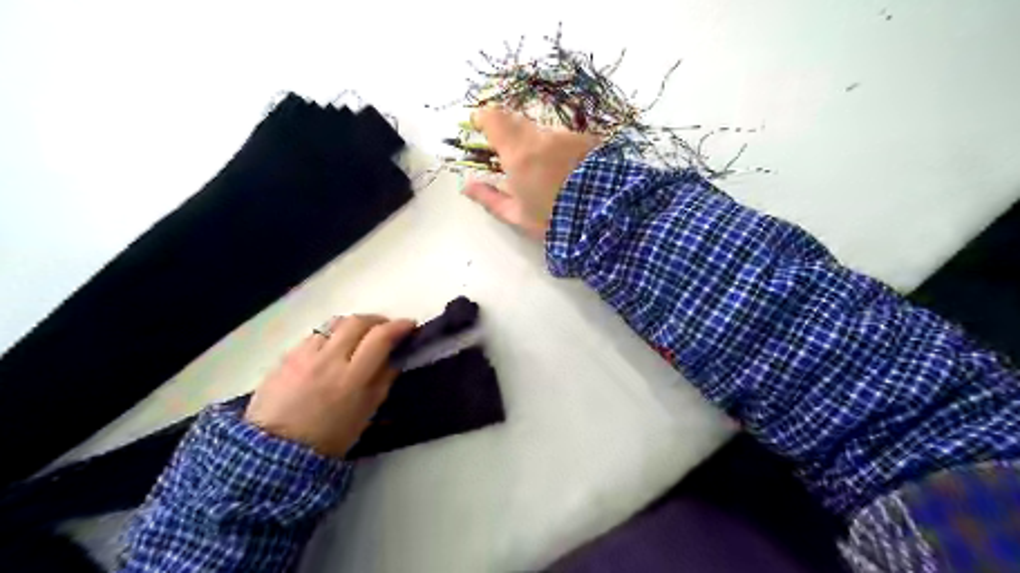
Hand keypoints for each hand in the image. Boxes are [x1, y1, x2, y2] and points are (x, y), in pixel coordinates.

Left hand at [244, 313, 414, 455]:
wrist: (274, 451)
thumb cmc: (329, 437)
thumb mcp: (365, 413)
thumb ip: (382, 381)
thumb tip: (395, 358)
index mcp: (352, 378)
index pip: (380, 337)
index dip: (399, 326)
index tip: (409, 325)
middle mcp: (328, 359)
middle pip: (357, 322)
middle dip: (377, 320)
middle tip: (385, 328)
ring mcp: (304, 355)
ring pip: (334, 324)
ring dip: (352, 326)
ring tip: (357, 337)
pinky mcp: (286, 356)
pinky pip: (313, 336)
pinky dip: (330, 336)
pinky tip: (330, 349)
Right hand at [460, 105, 599, 239]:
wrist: (603, 217)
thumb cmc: (553, 219)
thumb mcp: (517, 216)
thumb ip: (489, 198)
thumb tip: (467, 185)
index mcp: (518, 153)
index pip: (493, 118)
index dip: (483, 118)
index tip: (478, 126)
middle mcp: (541, 136)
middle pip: (517, 121)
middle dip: (509, 133)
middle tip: (509, 155)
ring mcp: (566, 135)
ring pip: (543, 131)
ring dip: (537, 144)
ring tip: (544, 171)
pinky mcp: (587, 139)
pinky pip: (564, 138)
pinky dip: (558, 149)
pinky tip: (566, 171)